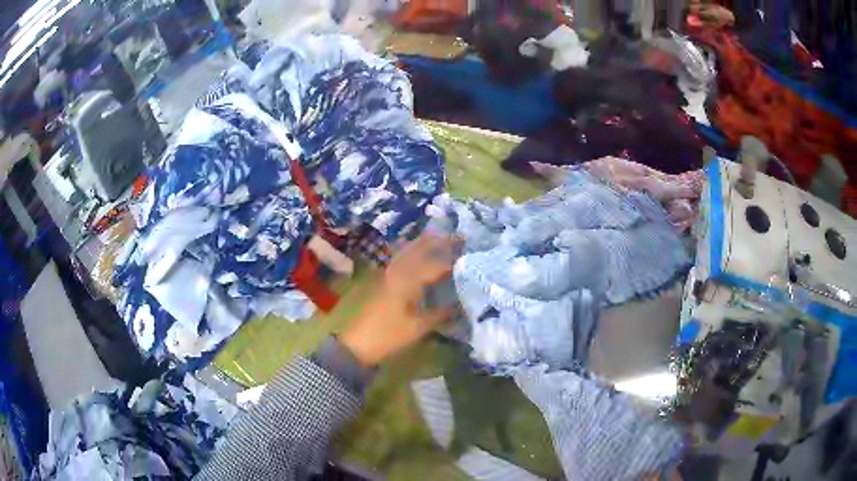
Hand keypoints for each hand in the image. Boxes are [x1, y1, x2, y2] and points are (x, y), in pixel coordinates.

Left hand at [339, 233, 461, 367]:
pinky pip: (402, 258)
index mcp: (407, 280)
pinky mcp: (384, 280)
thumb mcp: (417, 327)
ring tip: (443, 239)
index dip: (454, 261)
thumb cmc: (388, 335)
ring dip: (426, 243)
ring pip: (409, 250)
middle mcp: (398, 271)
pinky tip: (421, 255)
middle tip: (459, 236)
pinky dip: (414, 252)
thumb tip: (460, 306)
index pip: (436, 265)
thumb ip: (440, 314)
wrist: (358, 343)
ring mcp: (389, 274)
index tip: (471, 257)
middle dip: (439, 240)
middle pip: (419, 248)